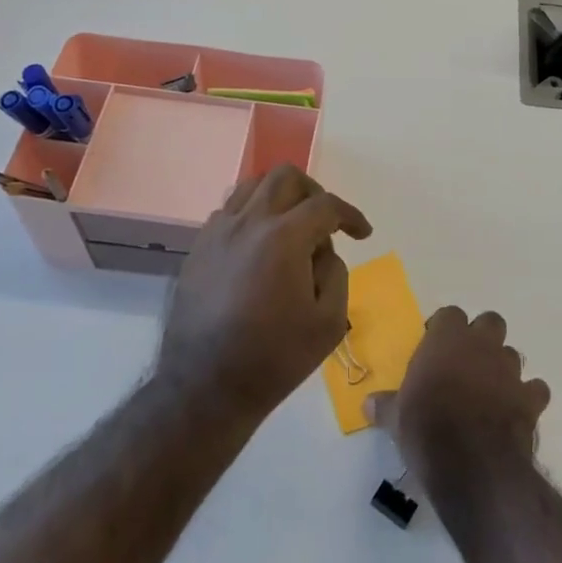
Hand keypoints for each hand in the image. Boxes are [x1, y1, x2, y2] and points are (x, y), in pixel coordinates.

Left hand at [158, 164, 371, 421]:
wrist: (205, 385)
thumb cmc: (274, 357)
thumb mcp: (328, 322)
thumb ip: (336, 273)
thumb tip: (322, 251)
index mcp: (283, 237)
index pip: (325, 205)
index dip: (350, 215)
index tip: (362, 234)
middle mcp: (248, 221)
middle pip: (285, 177)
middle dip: (314, 192)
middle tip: (324, 221)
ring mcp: (218, 231)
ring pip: (251, 185)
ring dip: (278, 197)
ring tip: (290, 226)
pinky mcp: (198, 247)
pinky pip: (228, 211)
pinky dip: (250, 215)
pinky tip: (258, 246)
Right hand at [365, 307, 550, 488]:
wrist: (472, 464)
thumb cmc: (426, 428)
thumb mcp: (395, 418)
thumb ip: (385, 405)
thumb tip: (367, 403)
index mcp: (447, 339)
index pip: (450, 314)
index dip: (443, 328)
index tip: (433, 347)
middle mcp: (481, 345)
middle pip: (490, 322)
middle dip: (482, 337)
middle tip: (465, 362)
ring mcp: (510, 371)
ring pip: (512, 354)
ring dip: (502, 367)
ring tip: (488, 391)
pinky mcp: (530, 400)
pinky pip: (535, 389)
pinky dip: (527, 397)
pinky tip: (515, 412)